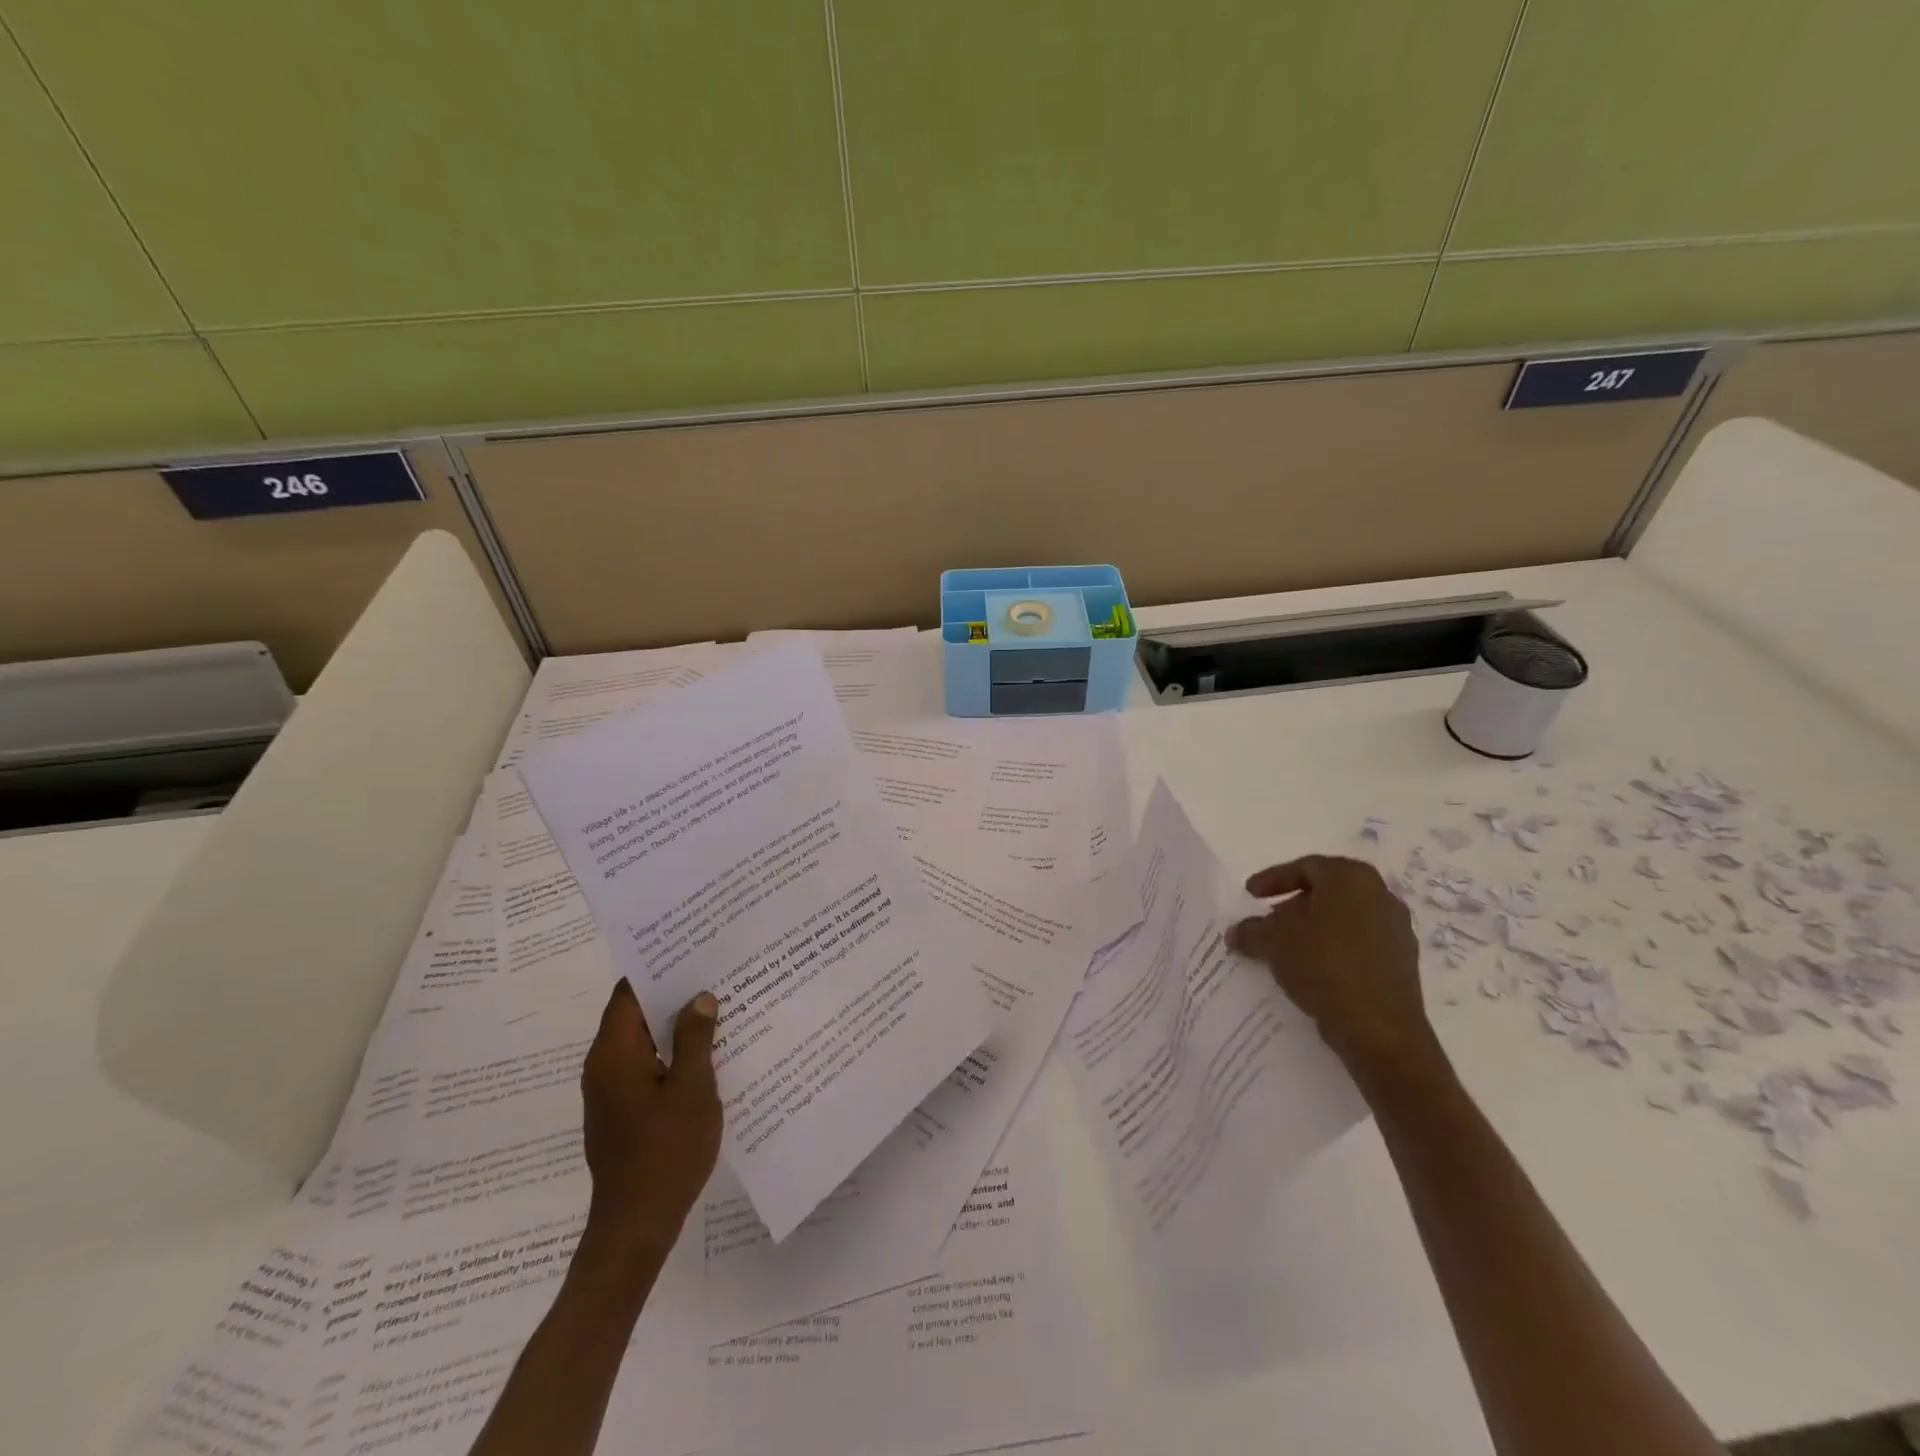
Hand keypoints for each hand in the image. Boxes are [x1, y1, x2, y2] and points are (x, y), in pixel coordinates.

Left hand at [579, 980, 722, 1257]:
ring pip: (643, 1041)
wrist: (636, 1226)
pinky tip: (708, 1053)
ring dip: (675, 1025)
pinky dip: (671, 1053)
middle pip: (635, 1014)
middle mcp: (603, 1066)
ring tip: (719, 1006)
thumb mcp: (693, 1089)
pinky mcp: (621, 1112)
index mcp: (614, 1053)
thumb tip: (699, 998)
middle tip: (715, 973)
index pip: (629, 992)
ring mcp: (610, 1092)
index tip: (692, 950)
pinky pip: (646, 1067)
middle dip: (673, 993)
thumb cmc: (666, 1151)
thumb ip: (696, 1038)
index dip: (658, 968)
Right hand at [1226, 855, 1439, 1086]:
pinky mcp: (1403, 964)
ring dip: (1313, 932)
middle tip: (1267, 924)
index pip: (1305, 867)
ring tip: (1285, 952)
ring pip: (1344, 921)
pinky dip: (1333, 952)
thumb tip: (1237, 932)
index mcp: (1351, 877)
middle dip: (1293, 907)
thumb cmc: (1324, 966)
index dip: (1272, 879)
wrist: (1380, 1030)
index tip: (1250, 896)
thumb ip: (1251, 929)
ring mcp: (1397, 931)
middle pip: (1327, 893)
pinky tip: (1311, 973)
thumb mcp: (1273, 942)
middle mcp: (1381, 895)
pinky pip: (1358, 947)